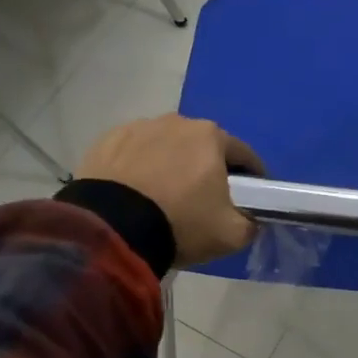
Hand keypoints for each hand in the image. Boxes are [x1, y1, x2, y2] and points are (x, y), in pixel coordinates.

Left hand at [77, 115, 264, 267]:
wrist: (111, 229)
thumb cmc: (180, 223)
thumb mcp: (231, 235)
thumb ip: (250, 223)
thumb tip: (251, 219)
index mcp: (211, 136)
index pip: (243, 154)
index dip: (251, 176)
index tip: (250, 196)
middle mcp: (177, 122)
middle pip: (202, 147)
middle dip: (206, 168)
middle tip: (203, 199)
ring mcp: (138, 128)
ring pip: (165, 147)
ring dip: (170, 164)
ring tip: (163, 196)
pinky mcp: (106, 141)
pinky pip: (133, 153)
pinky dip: (138, 167)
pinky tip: (134, 192)